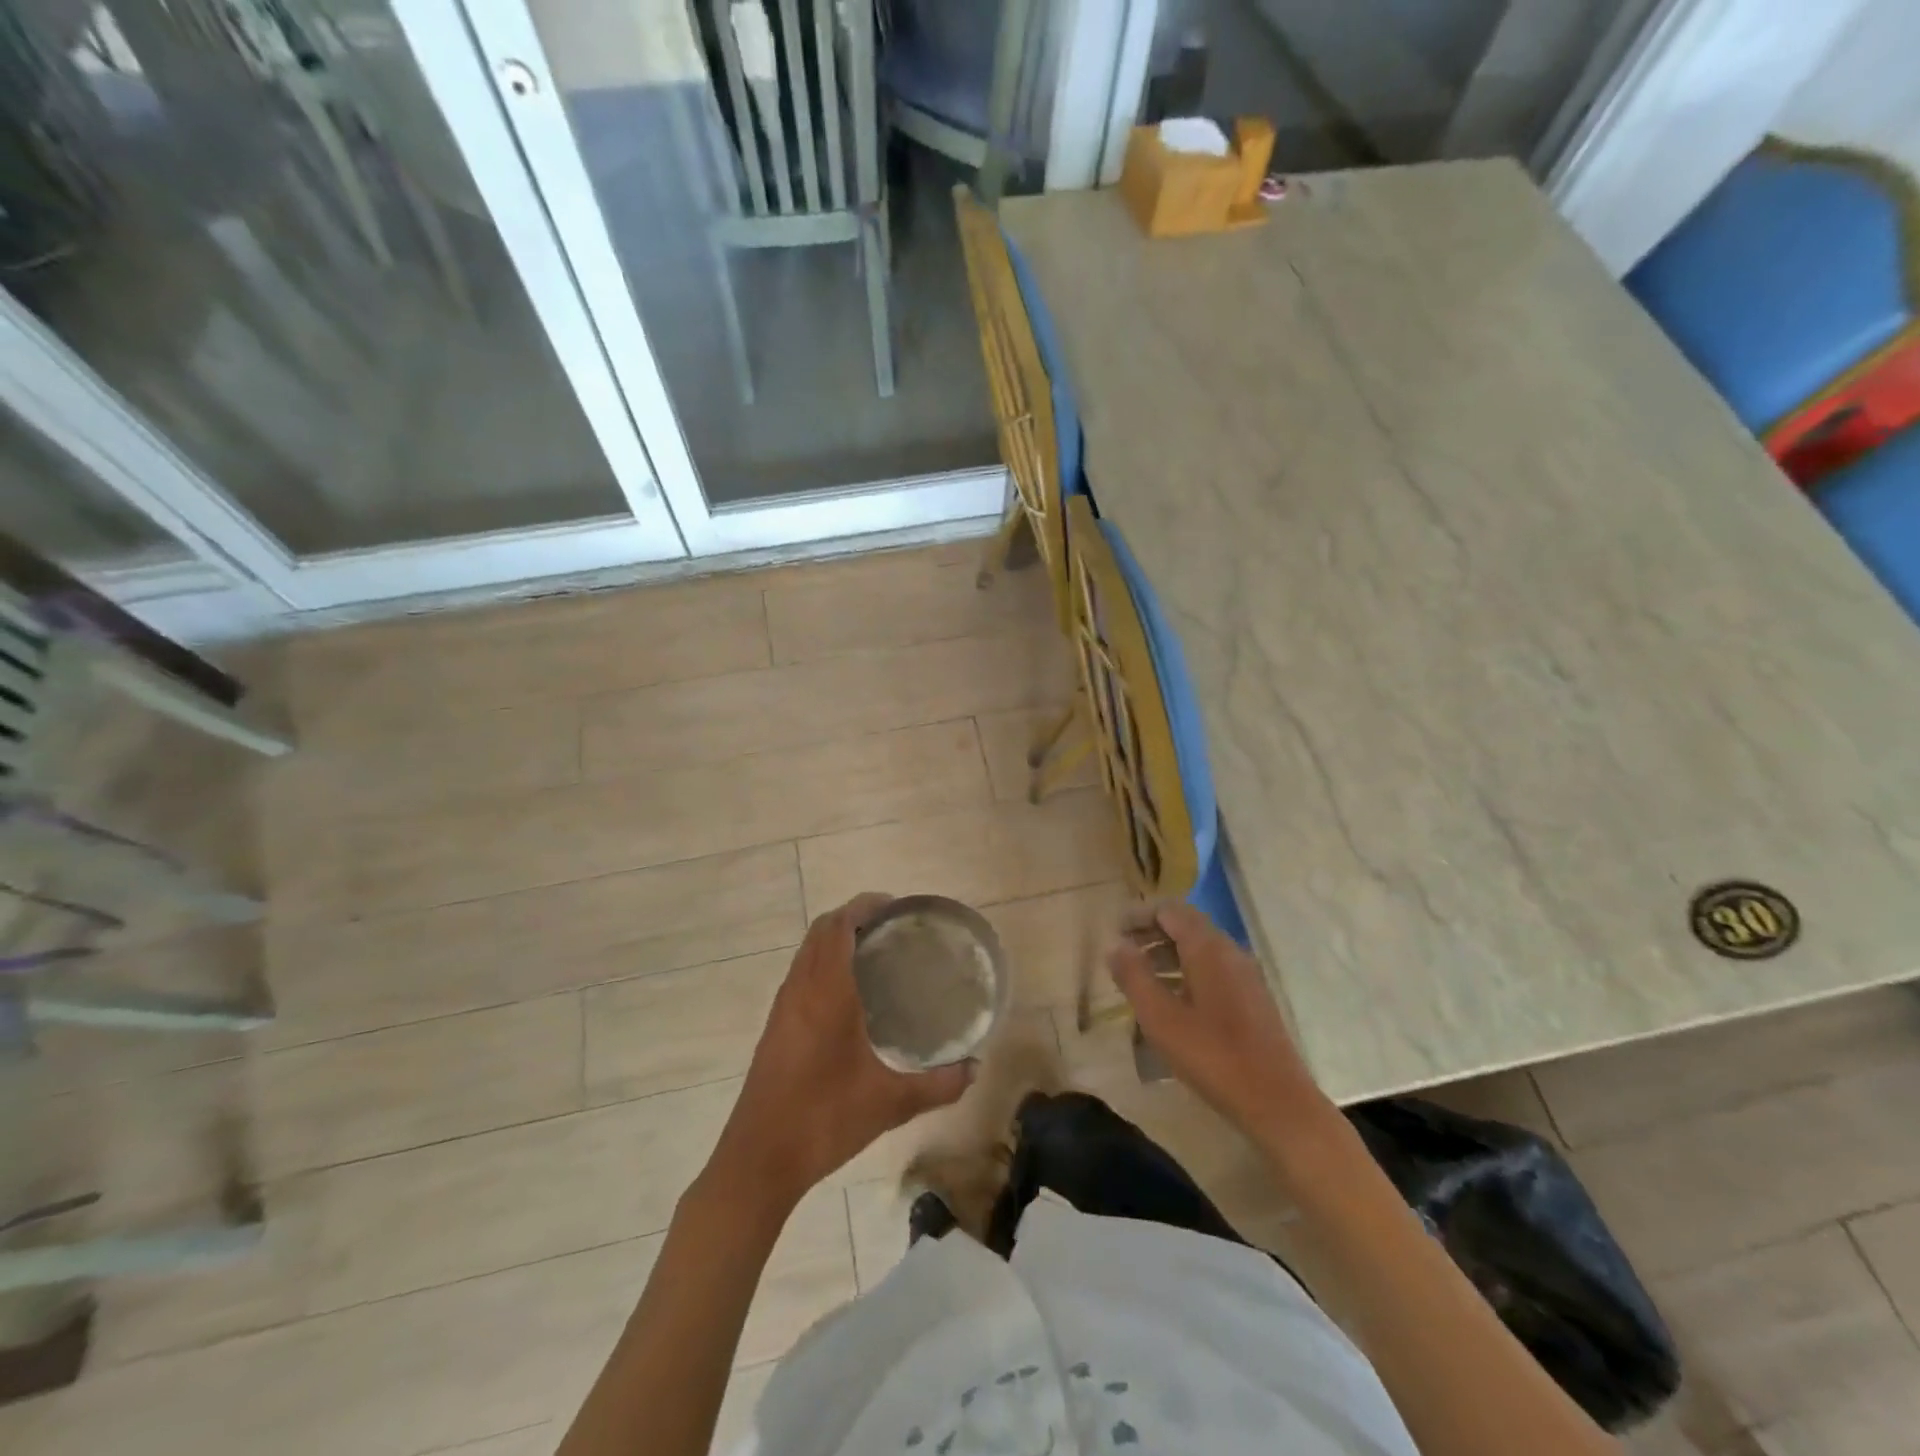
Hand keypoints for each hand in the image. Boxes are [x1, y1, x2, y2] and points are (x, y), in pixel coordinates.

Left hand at [708, 894, 974, 1211]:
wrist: (758, 1160)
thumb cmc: (824, 1119)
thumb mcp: (890, 1103)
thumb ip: (938, 1084)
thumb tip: (974, 1069)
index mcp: (826, 992)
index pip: (838, 926)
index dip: (864, 906)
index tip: (895, 907)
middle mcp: (800, 989)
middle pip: (820, 932)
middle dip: (852, 918)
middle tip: (891, 928)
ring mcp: (782, 1009)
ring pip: (806, 953)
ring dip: (834, 940)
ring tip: (874, 954)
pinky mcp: (775, 1028)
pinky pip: (800, 976)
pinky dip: (822, 964)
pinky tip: (848, 997)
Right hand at [1108, 902, 1331, 1141]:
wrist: (1278, 1103)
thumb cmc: (1213, 1056)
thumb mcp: (1160, 1018)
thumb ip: (1134, 977)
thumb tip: (1116, 946)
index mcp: (1208, 948)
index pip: (1170, 910)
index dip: (1140, 914)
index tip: (1115, 930)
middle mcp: (1230, 951)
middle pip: (1186, 926)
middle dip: (1152, 933)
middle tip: (1122, 952)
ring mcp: (1246, 975)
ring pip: (1200, 949)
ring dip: (1167, 954)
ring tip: (1139, 977)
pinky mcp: (1253, 999)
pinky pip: (1213, 970)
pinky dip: (1185, 972)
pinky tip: (1171, 1001)